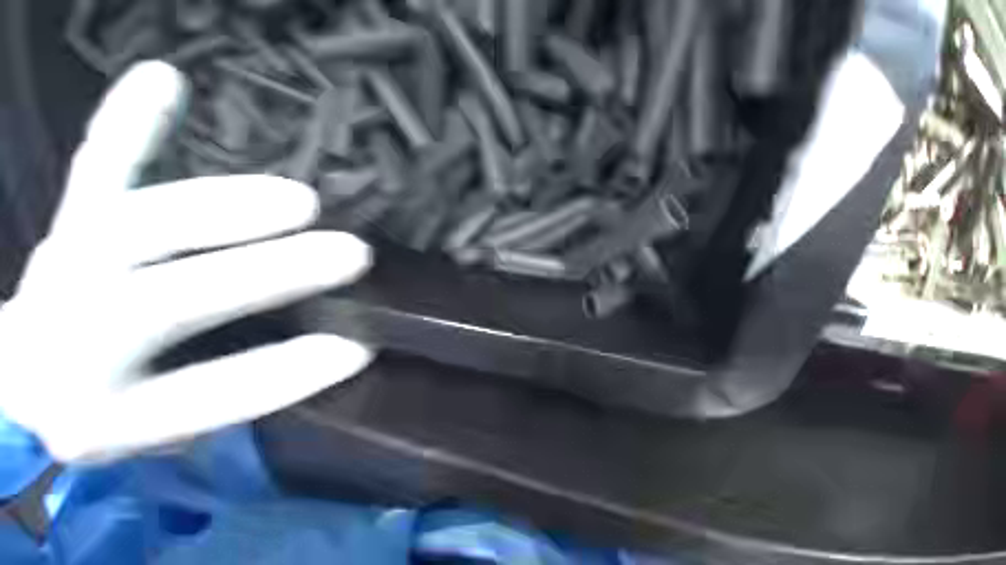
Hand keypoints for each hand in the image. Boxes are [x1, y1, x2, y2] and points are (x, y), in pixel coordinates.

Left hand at [0, 61, 373, 462]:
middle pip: (163, 303)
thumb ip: (251, 387)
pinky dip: (130, 124)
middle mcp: (69, 342)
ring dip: (223, 207)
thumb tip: (341, 348)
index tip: (360, 349)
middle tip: (351, 255)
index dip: (289, 374)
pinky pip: (96, 168)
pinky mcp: (70, 220)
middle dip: (265, 275)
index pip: (209, 396)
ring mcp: (65, 266)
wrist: (29, 381)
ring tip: (301, 202)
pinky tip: (164, 79)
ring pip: (135, 225)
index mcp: (101, 416)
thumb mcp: (178, 426)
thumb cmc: (113, 409)